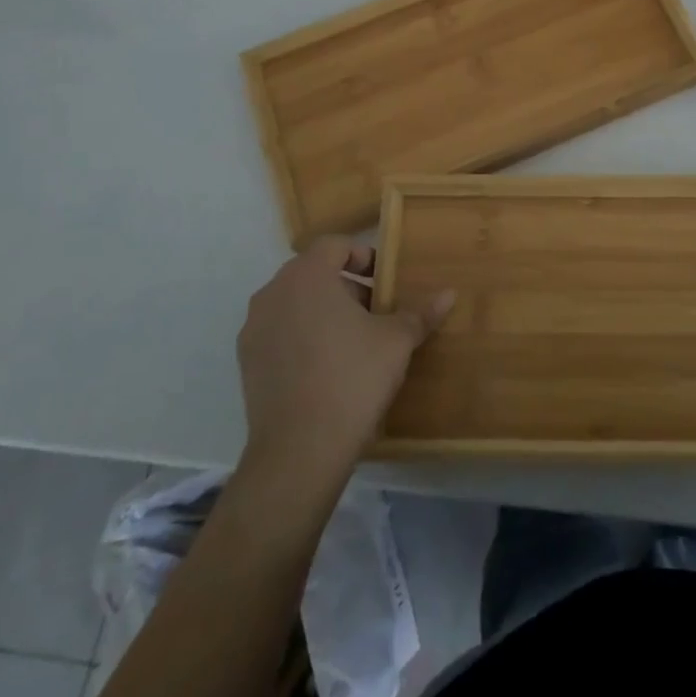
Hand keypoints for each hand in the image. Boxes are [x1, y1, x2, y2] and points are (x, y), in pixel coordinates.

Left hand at [236, 236, 453, 481]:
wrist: (299, 451)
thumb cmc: (353, 378)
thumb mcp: (397, 341)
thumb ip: (420, 312)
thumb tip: (449, 294)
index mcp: (307, 276)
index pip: (334, 245)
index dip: (363, 257)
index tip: (384, 282)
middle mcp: (273, 293)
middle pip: (313, 273)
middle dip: (346, 287)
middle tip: (375, 313)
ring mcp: (254, 329)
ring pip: (295, 303)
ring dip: (323, 311)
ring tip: (353, 342)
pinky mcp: (247, 362)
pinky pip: (280, 333)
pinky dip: (302, 337)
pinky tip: (327, 368)